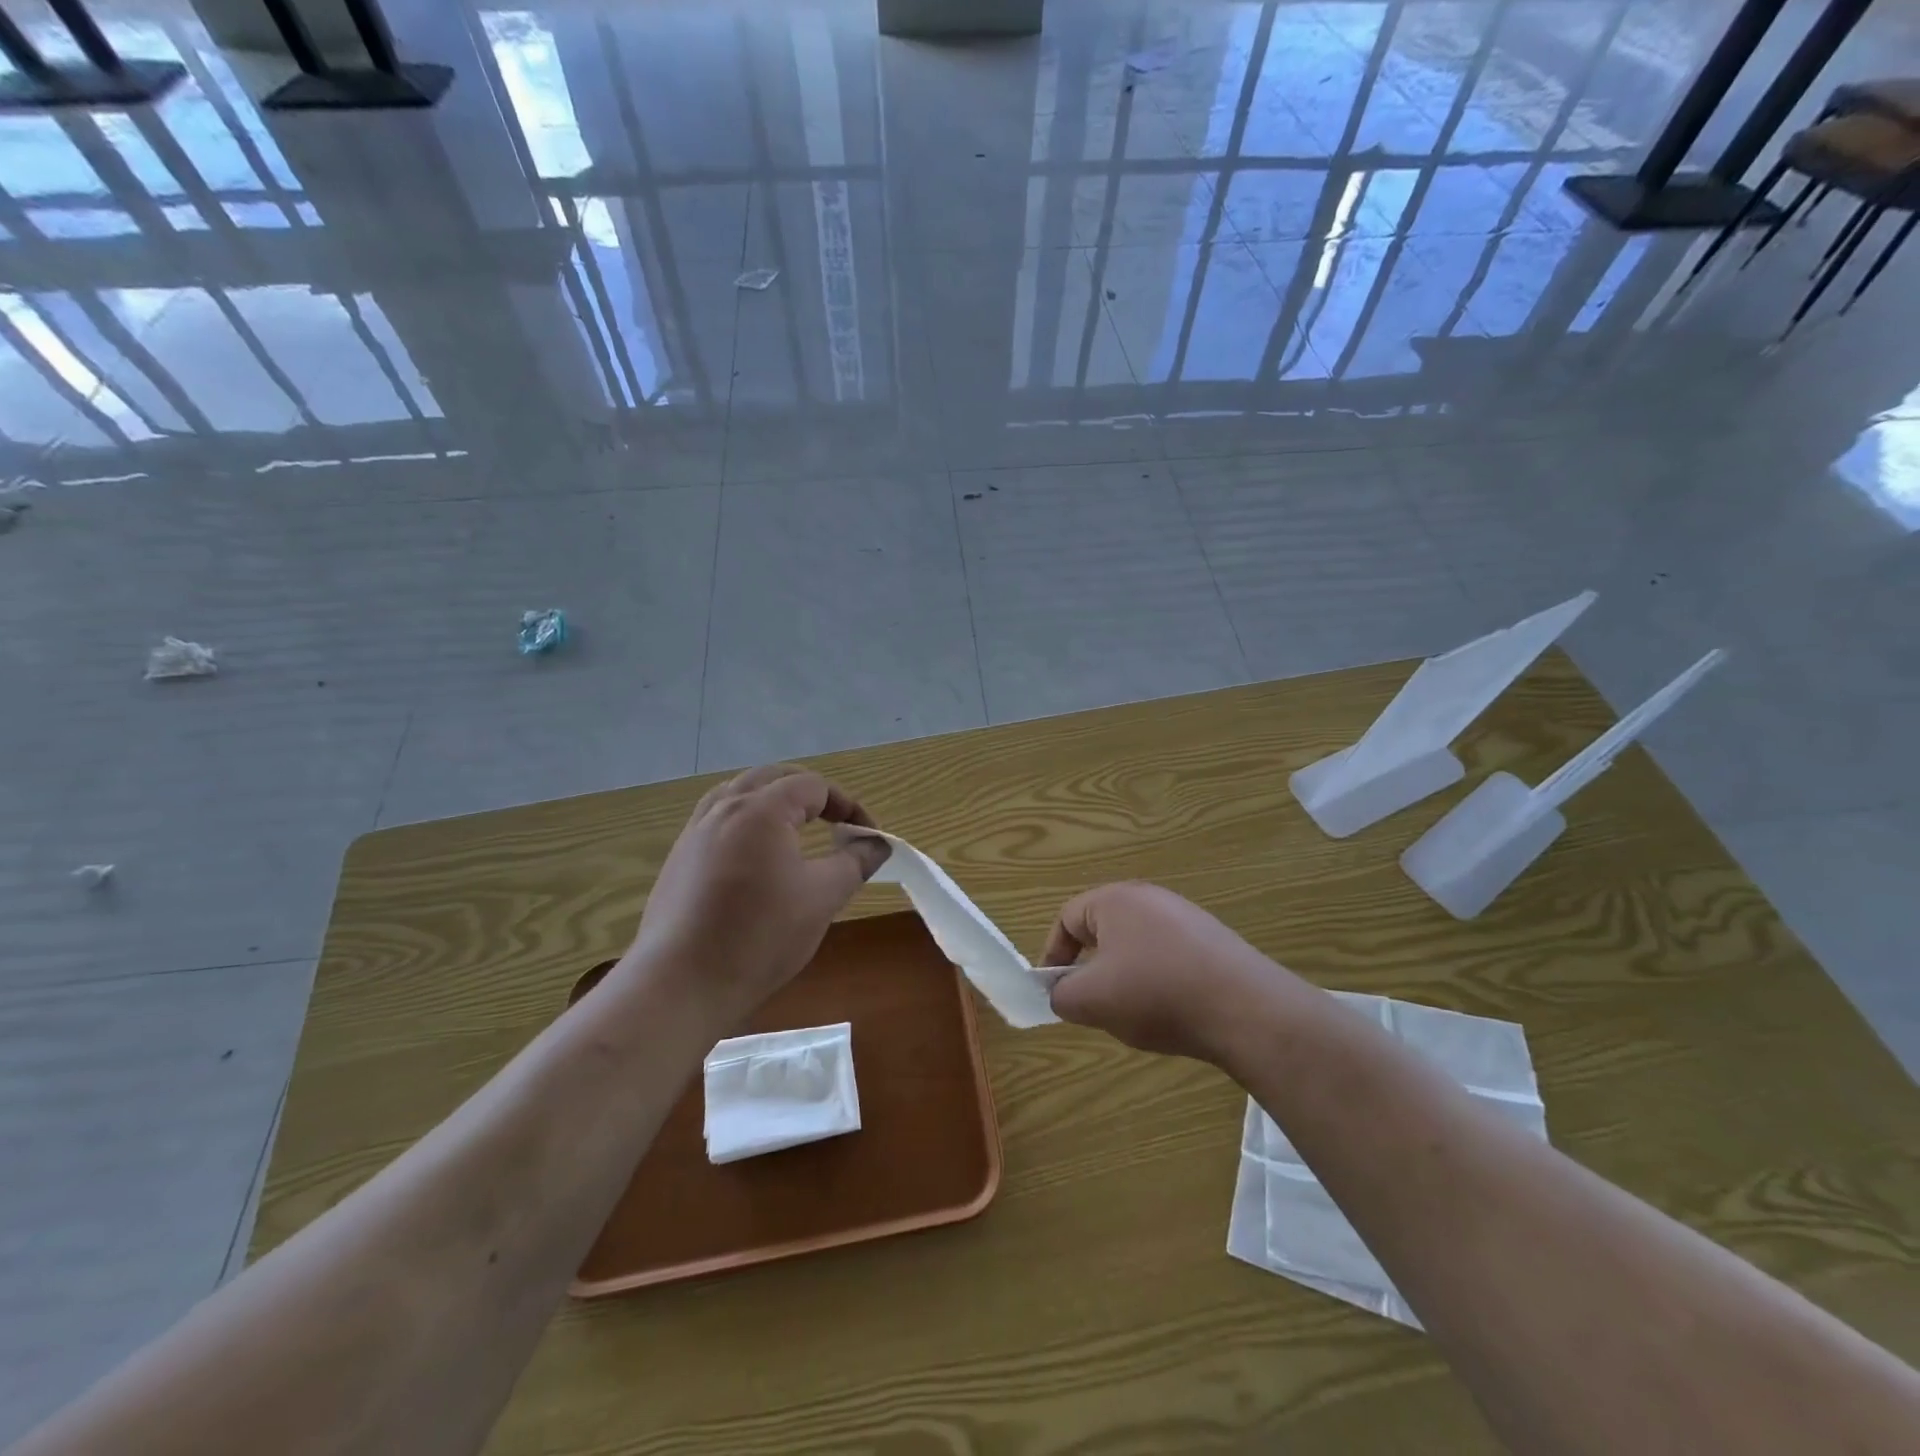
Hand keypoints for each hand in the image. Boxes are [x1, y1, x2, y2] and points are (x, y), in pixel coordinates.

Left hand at [621, 765, 888, 1024]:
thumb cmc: (760, 937)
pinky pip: (718, 818)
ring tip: (796, 828)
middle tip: (837, 822)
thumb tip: (877, 843)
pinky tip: (755, 856)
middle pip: (774, 778)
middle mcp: (724, 808)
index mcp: (761, 810)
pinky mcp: (679, 858)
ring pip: (741, 793)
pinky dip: (747, 821)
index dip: (848, 806)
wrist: (681, 984)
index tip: (868, 837)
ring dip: (775, 801)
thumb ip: (855, 862)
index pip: (814, 786)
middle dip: (812, 794)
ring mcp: (695, 832)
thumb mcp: (822, 898)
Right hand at [1041, 882, 1297, 1063]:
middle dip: (1092, 969)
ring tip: (1135, 1013)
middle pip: (1103, 930)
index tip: (1054, 991)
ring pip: (1136, 946)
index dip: (1054, 955)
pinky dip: (1160, 981)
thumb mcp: (1092, 1001)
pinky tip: (1173, 1011)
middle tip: (1094, 1004)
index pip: (1067, 918)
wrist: (1246, 1009)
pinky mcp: (1213, 940)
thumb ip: (1062, 995)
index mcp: (1114, 900)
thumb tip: (1063, 993)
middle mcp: (1149, 897)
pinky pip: (1169, 956)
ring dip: (1126, 978)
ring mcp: (1186, 916)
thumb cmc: (1156, 994)